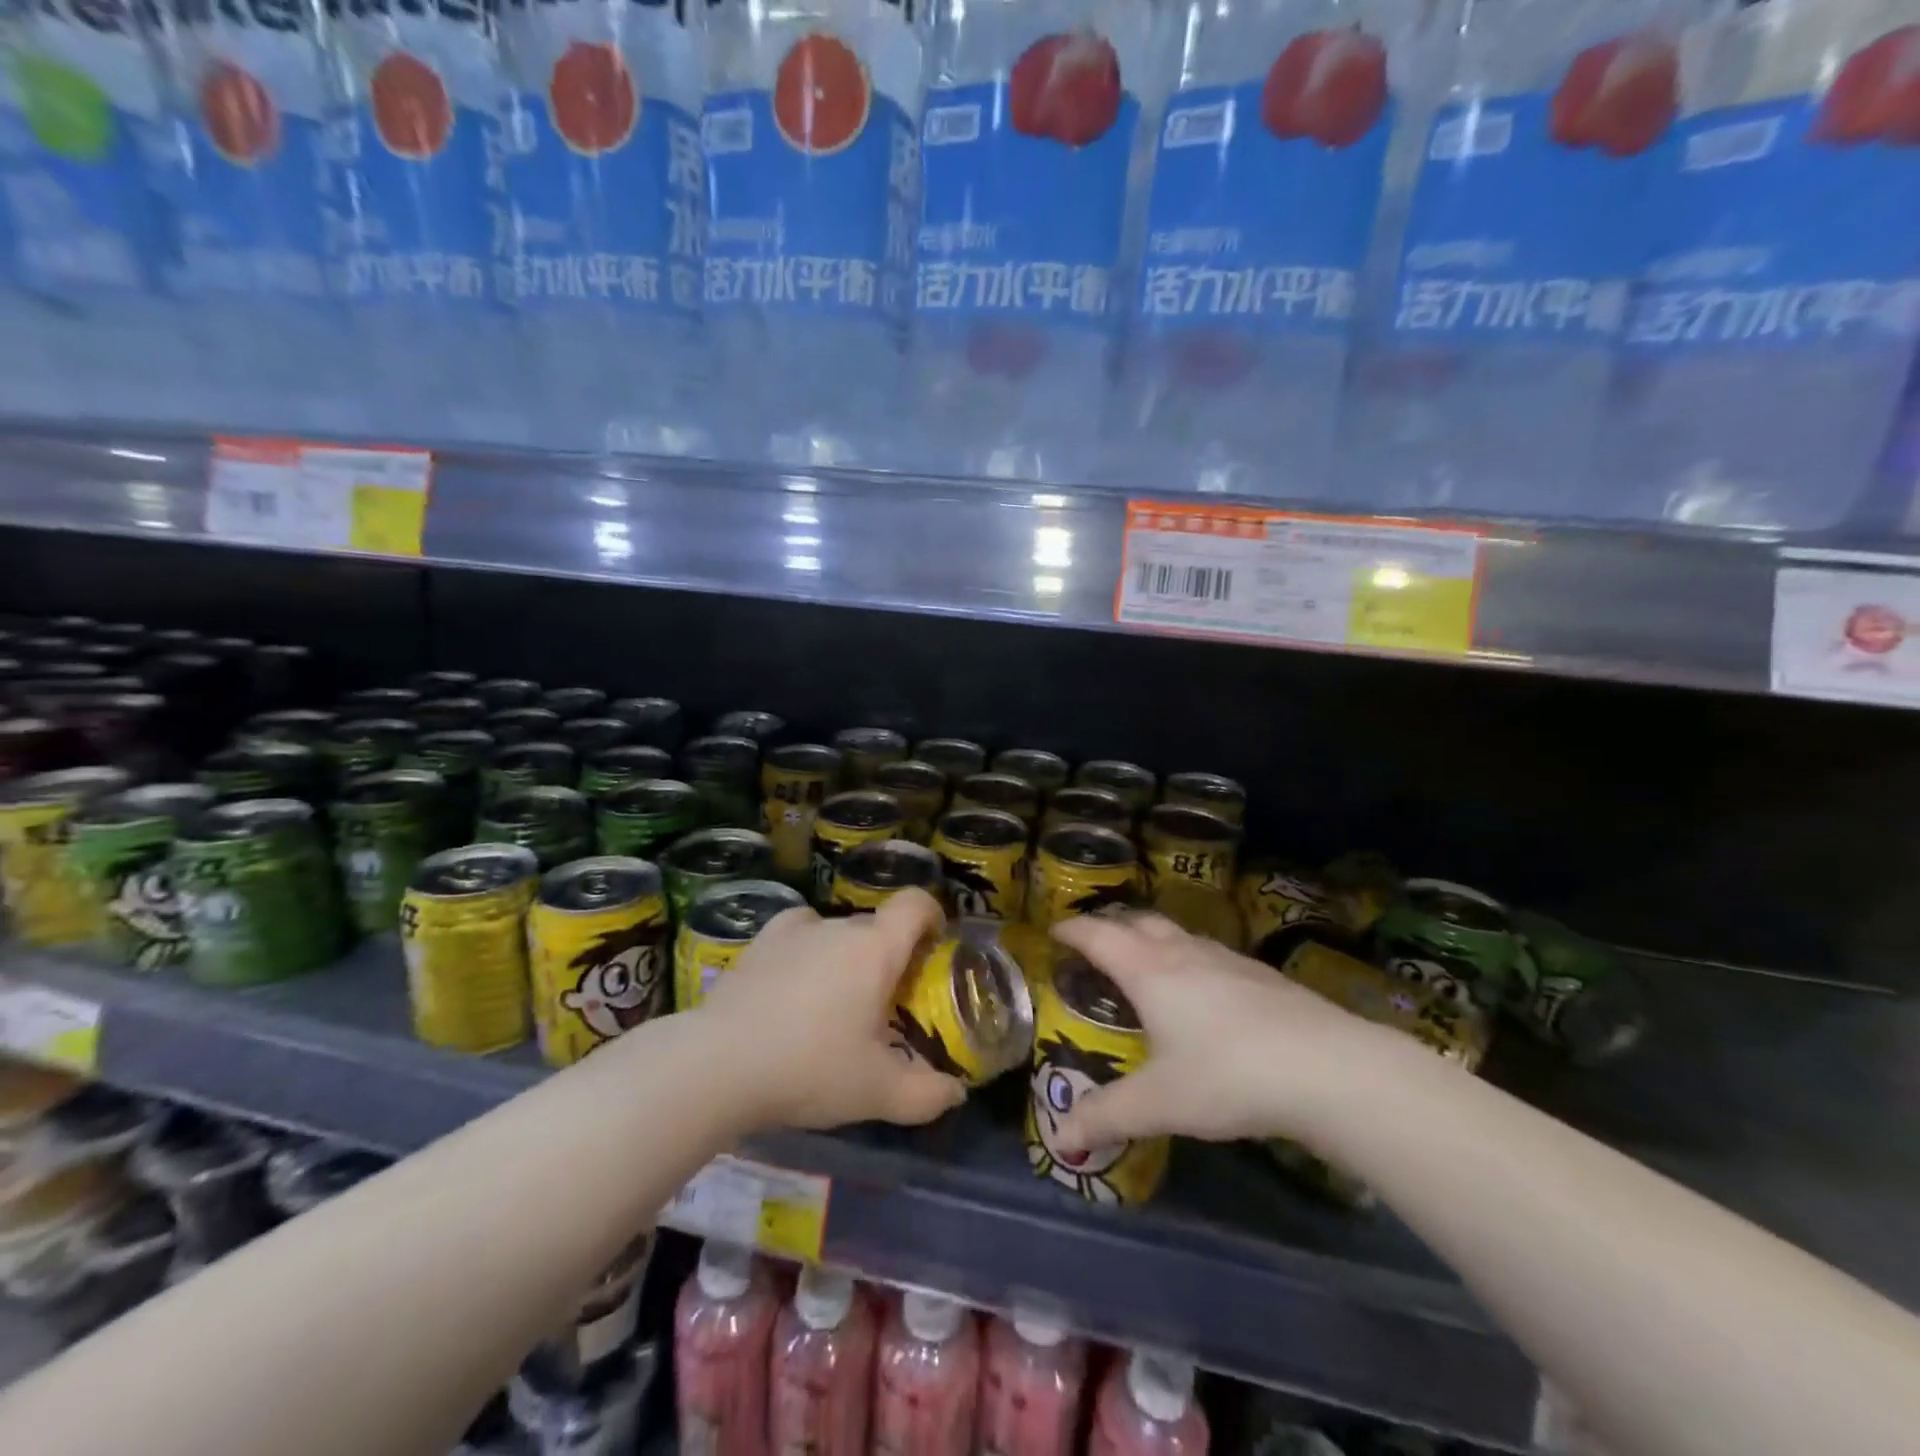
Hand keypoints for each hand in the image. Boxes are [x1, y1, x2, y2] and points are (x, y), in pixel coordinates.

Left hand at [697, 888, 967, 1131]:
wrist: (717, 1065)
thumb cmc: (810, 1068)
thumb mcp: (878, 1093)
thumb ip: (926, 1095)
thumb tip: (956, 1093)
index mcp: (875, 949)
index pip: (915, 904)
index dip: (932, 915)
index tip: (934, 947)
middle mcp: (837, 926)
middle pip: (877, 926)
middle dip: (889, 955)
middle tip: (885, 1002)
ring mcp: (793, 931)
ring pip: (836, 931)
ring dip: (847, 956)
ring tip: (836, 1000)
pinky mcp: (758, 944)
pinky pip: (797, 934)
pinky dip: (807, 951)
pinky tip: (795, 984)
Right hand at [1047, 911, 1394, 1157]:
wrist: (1329, 1068)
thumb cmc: (1227, 1076)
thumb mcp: (1159, 1103)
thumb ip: (1107, 1117)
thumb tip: (1061, 1140)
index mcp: (1149, 971)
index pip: (1099, 936)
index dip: (1073, 931)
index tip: (1055, 932)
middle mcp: (1185, 954)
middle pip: (1140, 923)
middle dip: (1113, 927)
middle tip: (1096, 945)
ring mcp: (1229, 960)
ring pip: (1180, 936)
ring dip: (1154, 940)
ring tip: (1146, 964)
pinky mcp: (1263, 976)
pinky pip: (1211, 955)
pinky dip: (1191, 960)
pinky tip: (1205, 992)